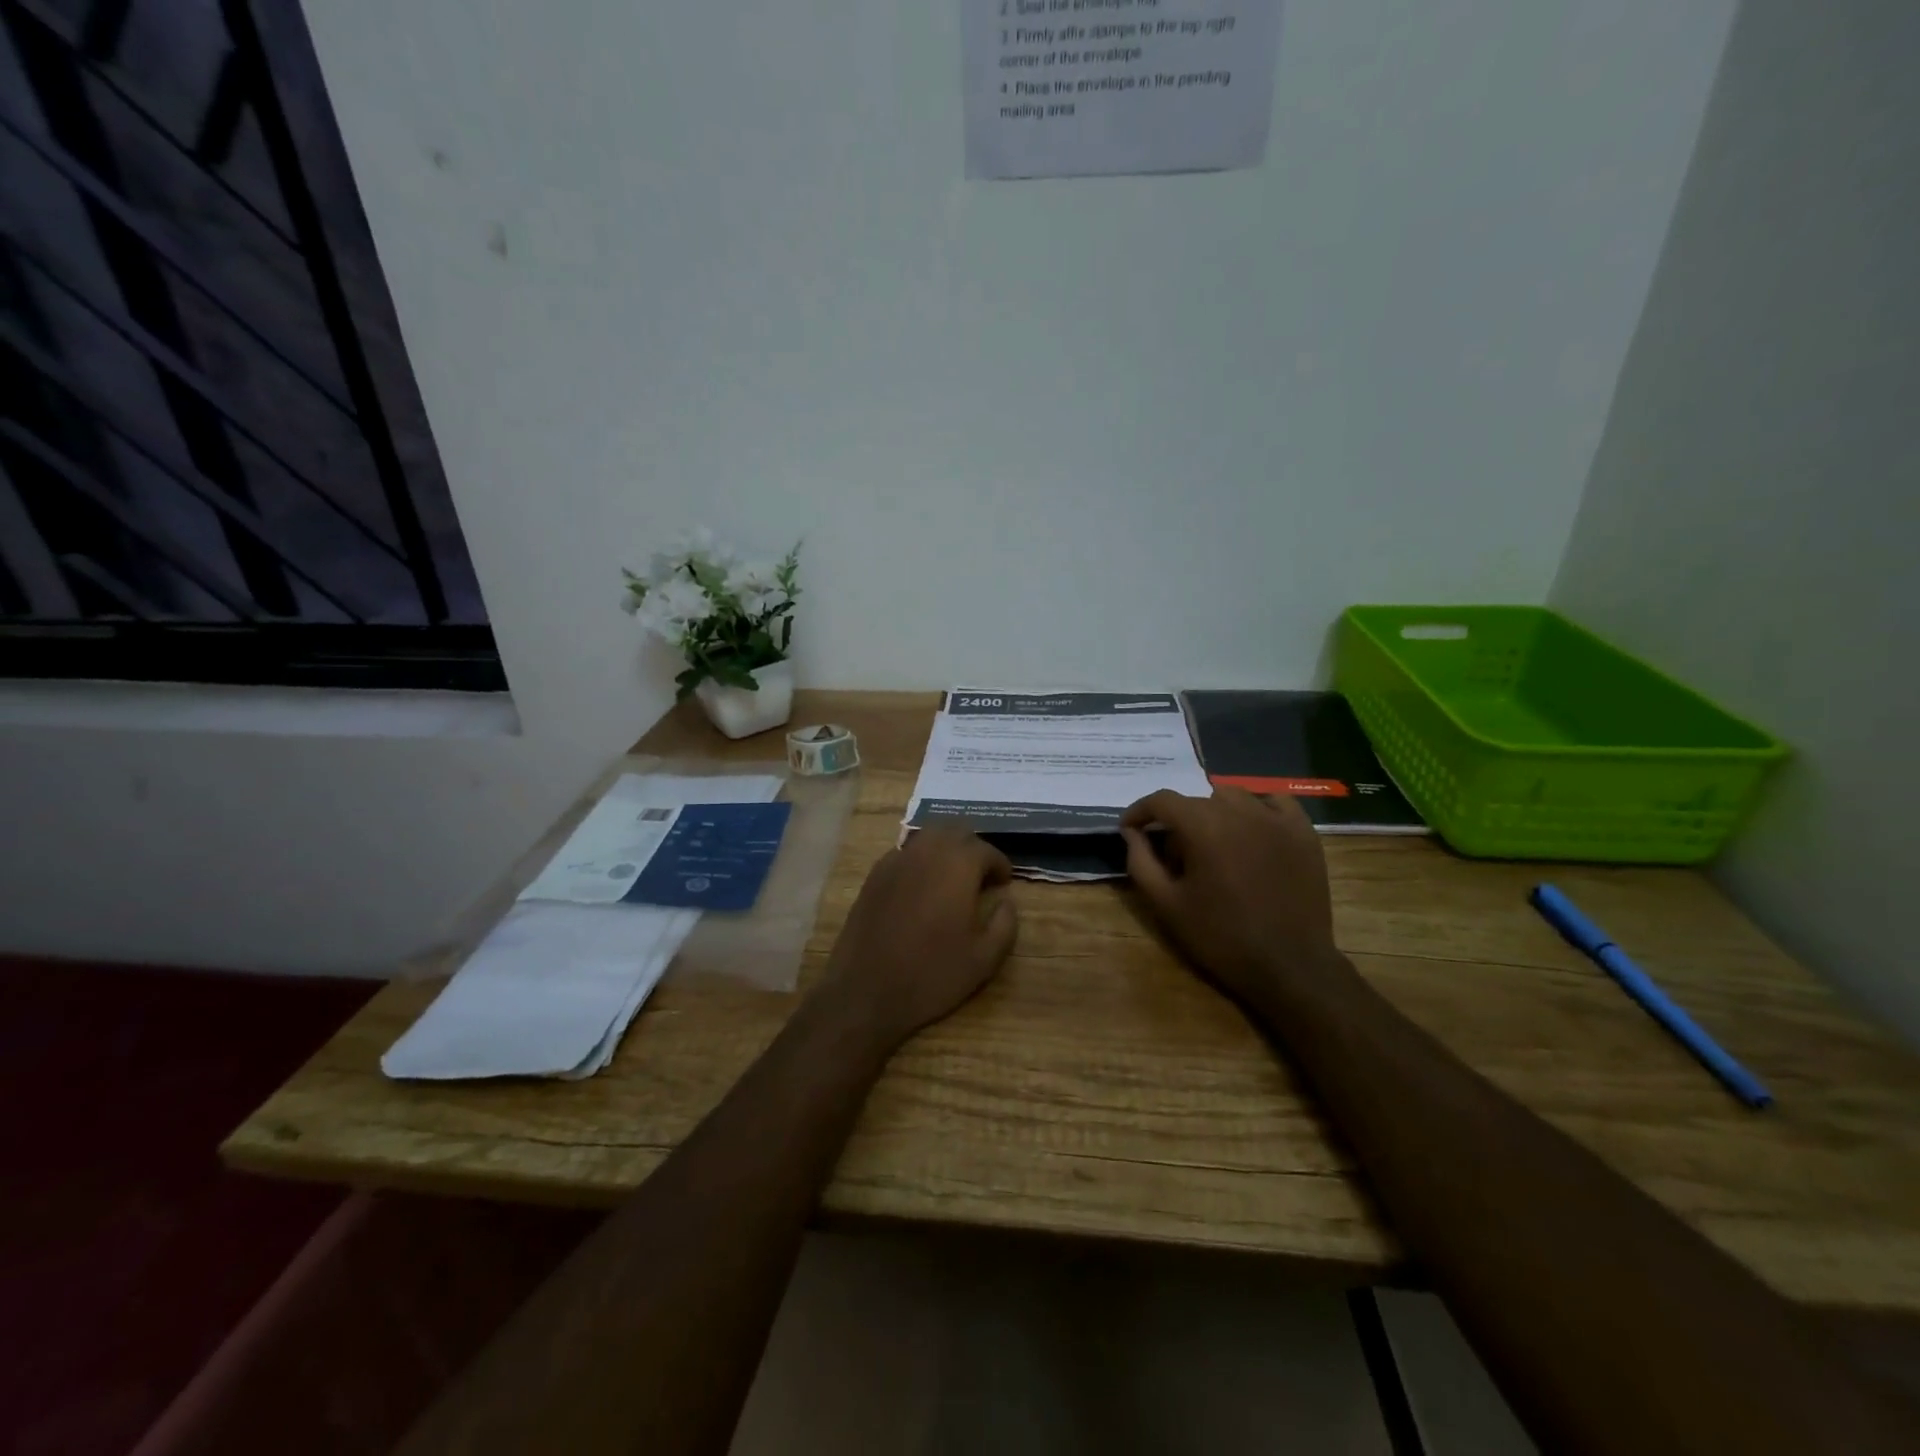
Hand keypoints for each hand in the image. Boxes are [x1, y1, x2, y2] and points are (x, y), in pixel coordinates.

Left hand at [815, 827, 1018, 1053]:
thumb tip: (1006, 901)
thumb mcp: (984, 959)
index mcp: (958, 866)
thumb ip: (1005, 923)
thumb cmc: (931, 975)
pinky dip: (920, 860)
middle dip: (973, 848)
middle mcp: (926, 852)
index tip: (1004, 883)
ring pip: (928, 836)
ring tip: (953, 877)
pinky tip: (922, 887)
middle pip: (956, 831)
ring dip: (946, 848)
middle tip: (981, 876)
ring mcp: (896, 860)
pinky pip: (904, 853)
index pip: (986, 849)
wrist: (866, 991)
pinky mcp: (874, 875)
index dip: (999, 865)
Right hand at [1120, 788, 1343, 1007]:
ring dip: (1214, 813)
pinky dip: (1256, 809)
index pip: (1162, 801)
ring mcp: (1277, 819)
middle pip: (1196, 800)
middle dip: (1177, 822)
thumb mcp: (1166, 905)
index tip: (1130, 829)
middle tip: (1175, 857)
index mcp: (1204, 826)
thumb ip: (1140, 861)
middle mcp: (1240, 811)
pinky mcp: (1303, 832)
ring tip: (1214, 845)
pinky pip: (1274, 802)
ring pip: (1233, 797)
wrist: (1289, 966)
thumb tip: (1131, 832)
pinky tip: (1252, 831)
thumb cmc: (1221, 937)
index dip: (1140, 812)